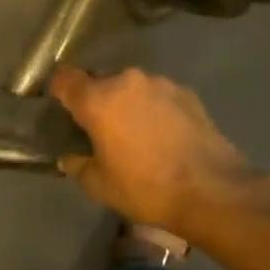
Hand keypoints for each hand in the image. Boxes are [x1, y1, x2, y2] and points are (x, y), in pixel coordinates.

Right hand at [48, 66, 264, 234]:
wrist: (212, 190)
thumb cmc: (146, 188)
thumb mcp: (99, 186)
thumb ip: (78, 166)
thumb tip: (71, 158)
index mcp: (98, 100)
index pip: (65, 79)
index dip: (58, 89)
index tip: (59, 104)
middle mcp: (127, 81)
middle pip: (100, 81)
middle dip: (96, 99)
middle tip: (98, 127)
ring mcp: (161, 84)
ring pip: (132, 87)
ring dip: (127, 103)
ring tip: (134, 132)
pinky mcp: (188, 94)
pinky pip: (158, 95)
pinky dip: (153, 109)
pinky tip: (162, 134)